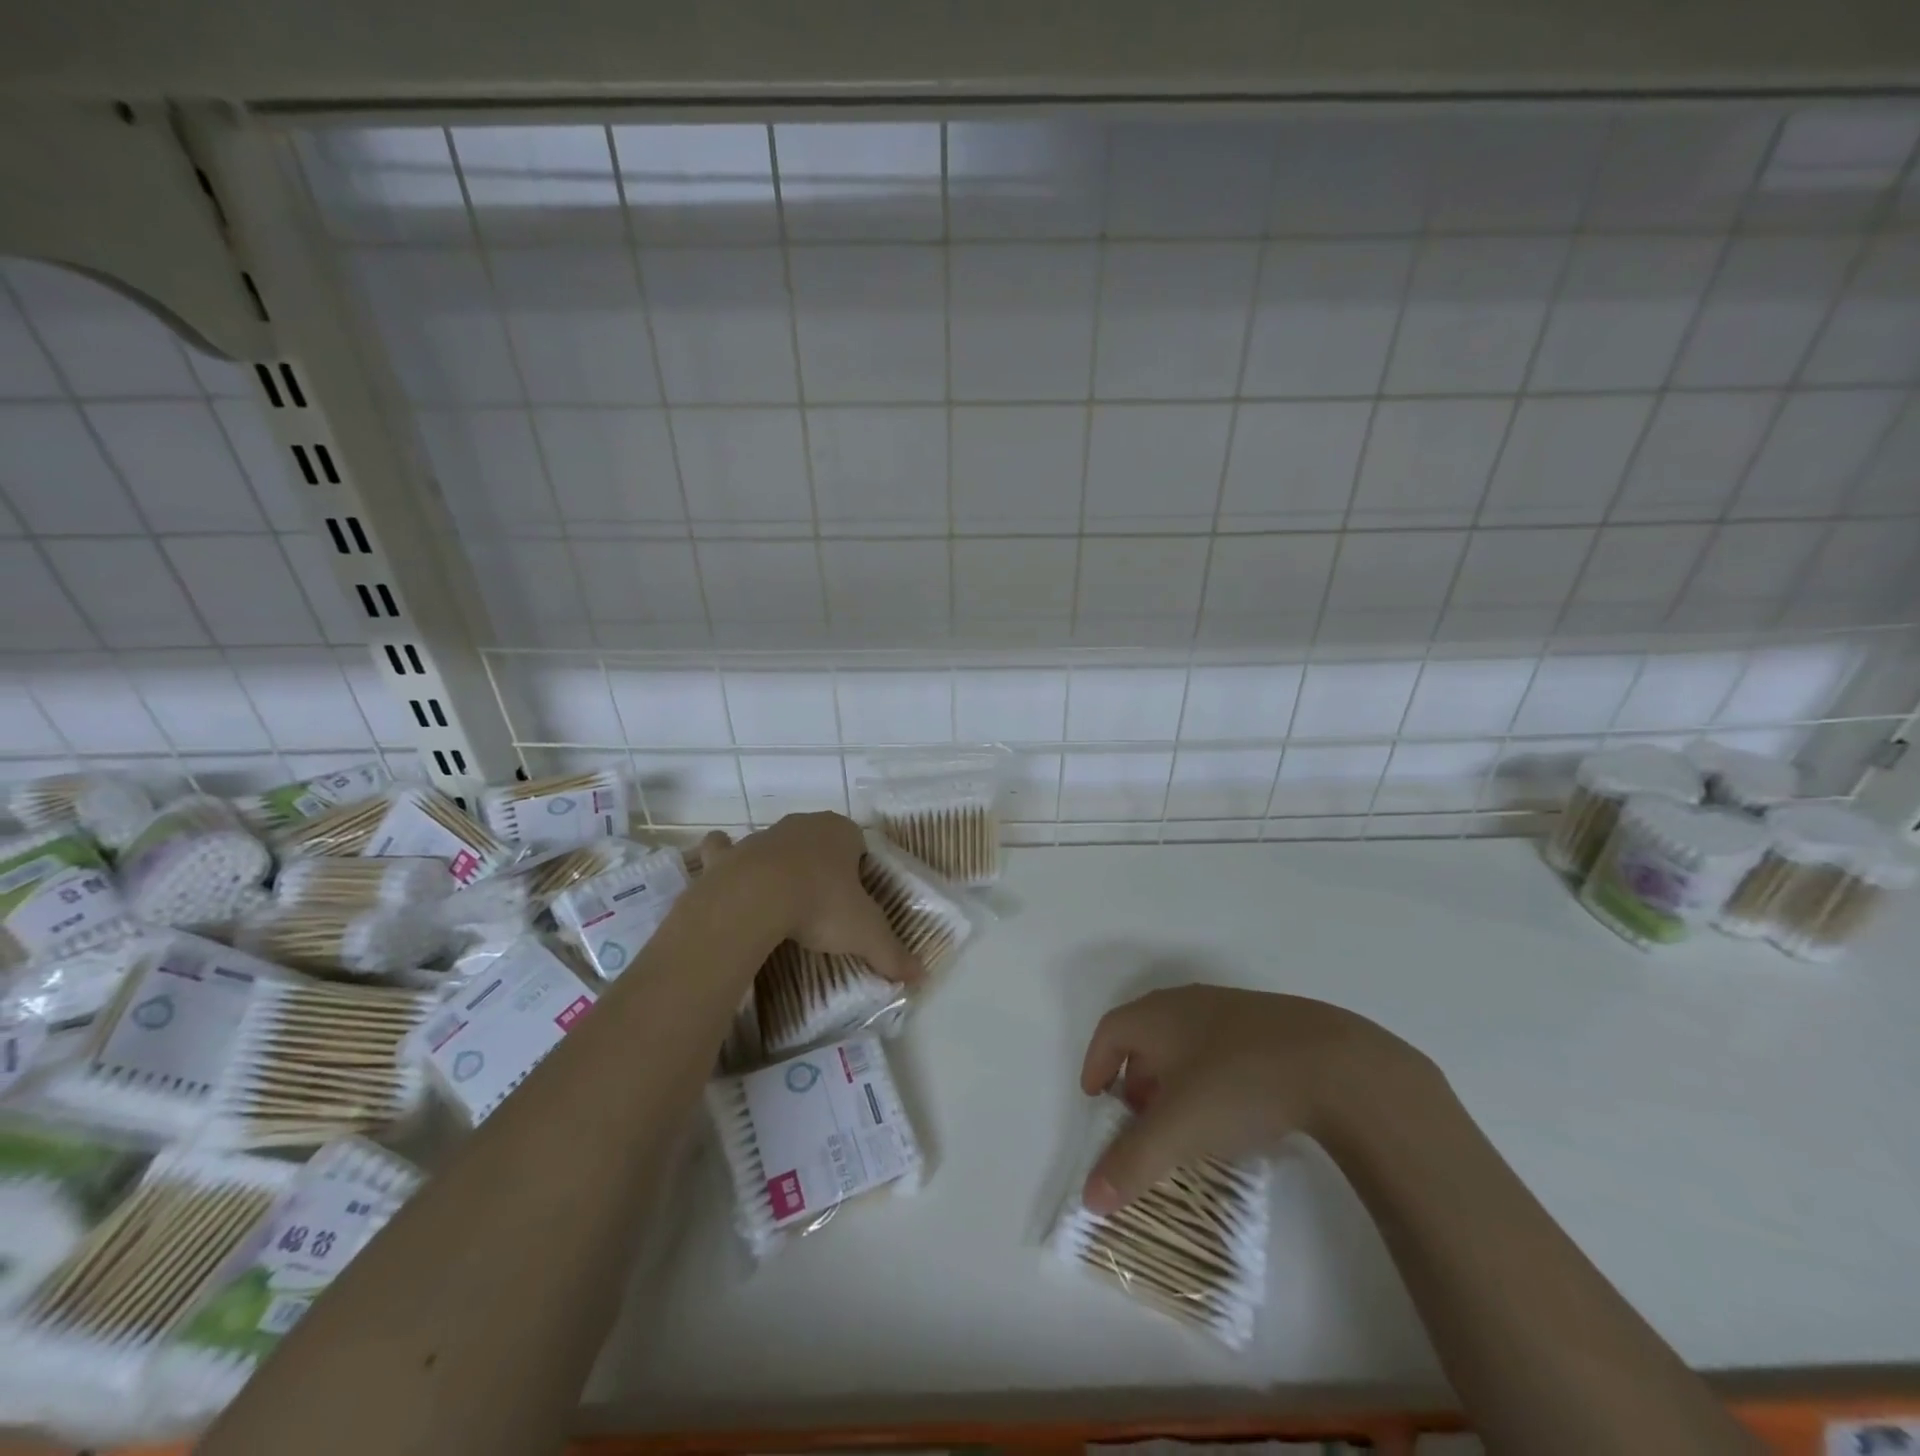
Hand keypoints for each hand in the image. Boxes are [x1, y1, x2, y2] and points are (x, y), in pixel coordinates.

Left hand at [700, 814, 921, 984]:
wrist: (754, 900)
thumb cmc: (820, 905)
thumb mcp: (866, 933)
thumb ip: (892, 953)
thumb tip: (921, 977)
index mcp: (840, 833)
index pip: (858, 843)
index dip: (859, 870)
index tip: (855, 900)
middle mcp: (802, 826)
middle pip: (817, 841)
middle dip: (821, 863)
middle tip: (822, 902)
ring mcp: (762, 837)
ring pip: (774, 844)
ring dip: (778, 863)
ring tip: (780, 898)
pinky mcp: (727, 856)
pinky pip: (724, 851)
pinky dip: (724, 859)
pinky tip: (727, 876)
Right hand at [1077, 985, 1436, 1213]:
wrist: (1335, 1062)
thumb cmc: (1236, 1083)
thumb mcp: (1177, 1130)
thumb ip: (1131, 1163)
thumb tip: (1089, 1200)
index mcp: (1157, 1015)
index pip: (1110, 1031)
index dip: (1096, 1063)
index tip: (1094, 1098)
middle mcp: (1188, 1004)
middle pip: (1147, 1036)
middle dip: (1135, 1077)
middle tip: (1137, 1118)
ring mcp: (1232, 1011)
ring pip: (1186, 1042)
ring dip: (1174, 1078)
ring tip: (1184, 1121)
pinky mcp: (1271, 1027)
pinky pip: (1222, 1048)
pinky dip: (1211, 1077)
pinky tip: (1233, 1112)